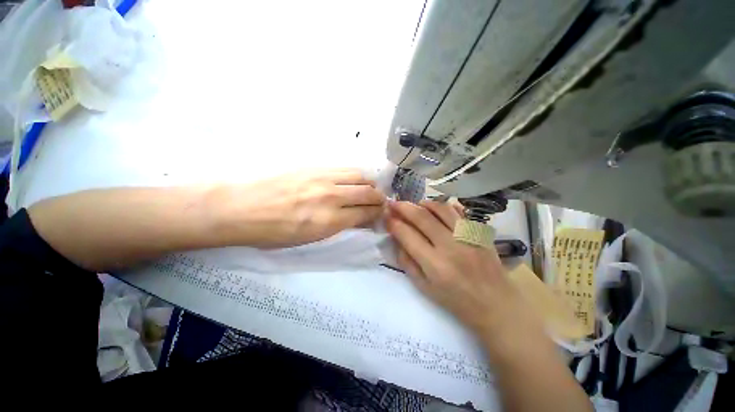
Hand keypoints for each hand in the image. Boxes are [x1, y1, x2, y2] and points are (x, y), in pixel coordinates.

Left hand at [210, 169, 385, 247]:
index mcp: (330, 220)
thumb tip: (357, 219)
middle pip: (368, 193)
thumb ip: (338, 226)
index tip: (379, 215)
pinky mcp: (315, 167)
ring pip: (359, 177)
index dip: (377, 215)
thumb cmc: (273, 232)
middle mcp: (332, 197)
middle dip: (379, 199)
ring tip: (369, 189)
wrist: (241, 207)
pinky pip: (344, 169)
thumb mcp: (310, 238)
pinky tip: (353, 180)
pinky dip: (355, 175)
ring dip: (369, 184)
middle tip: (379, 203)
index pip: (366, 214)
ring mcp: (323, 178)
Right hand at [386, 200, 524, 333]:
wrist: (495, 304)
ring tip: (415, 205)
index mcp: (435, 265)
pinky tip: (436, 208)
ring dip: (423, 203)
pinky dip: (444, 206)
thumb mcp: (424, 288)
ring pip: (441, 209)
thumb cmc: (455, 300)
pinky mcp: (479, 232)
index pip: (407, 235)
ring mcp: (467, 236)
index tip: (386, 217)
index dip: (394, 223)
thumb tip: (397, 239)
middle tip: (394, 203)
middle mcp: (451, 246)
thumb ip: (407, 262)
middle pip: (422, 217)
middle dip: (403, 207)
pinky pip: (459, 211)